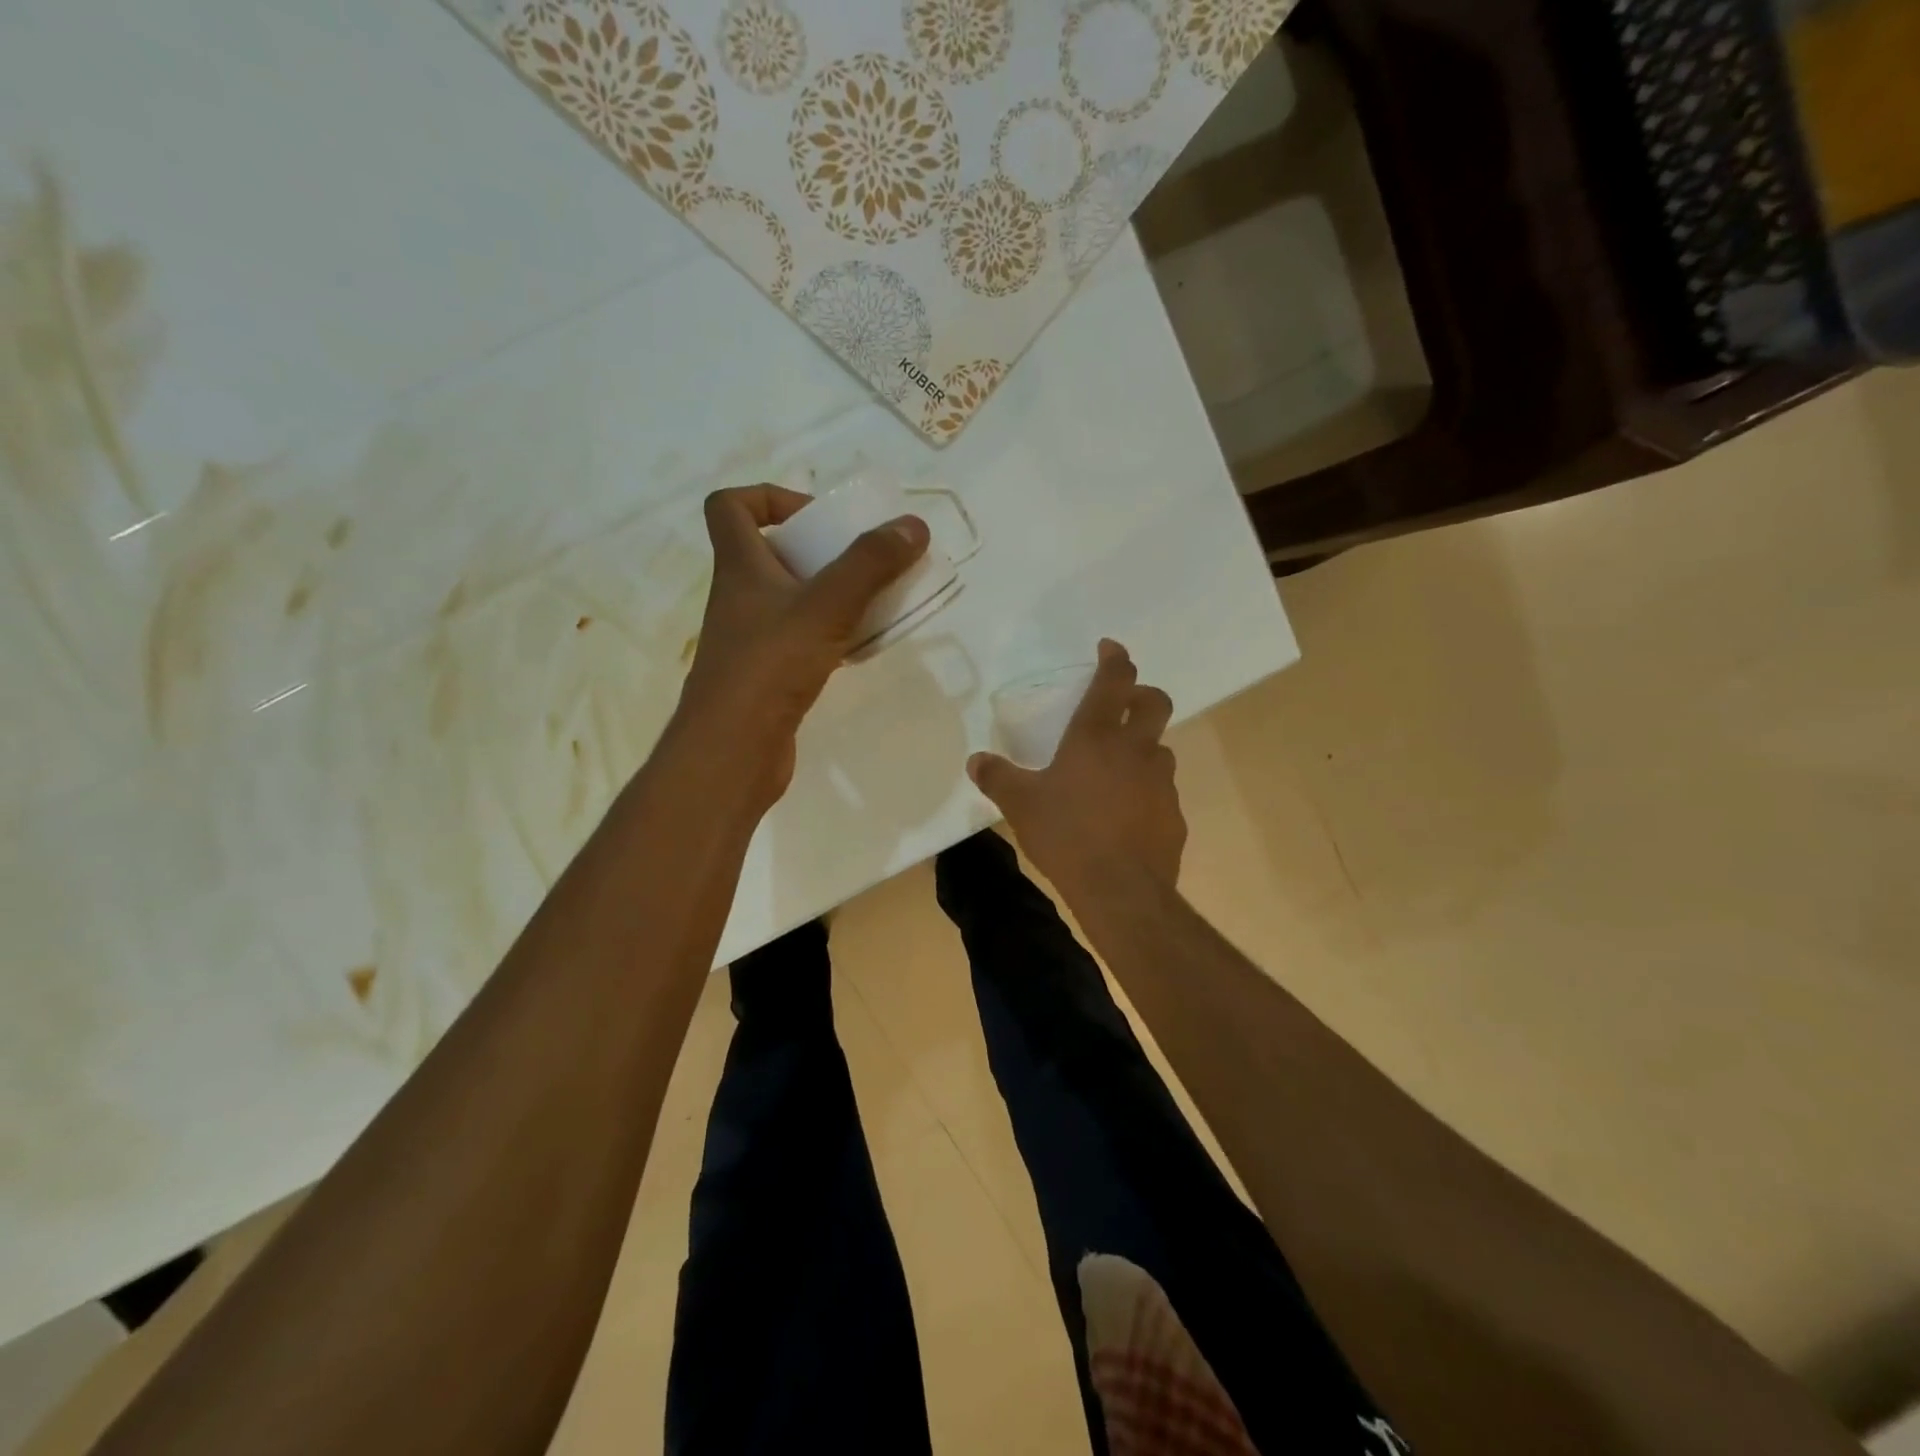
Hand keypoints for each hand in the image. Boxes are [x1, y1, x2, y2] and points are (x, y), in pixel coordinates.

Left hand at [676, 484, 927, 801]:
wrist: (733, 752)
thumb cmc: (770, 667)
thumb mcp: (826, 606)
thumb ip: (870, 564)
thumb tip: (913, 525)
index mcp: (739, 567)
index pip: (730, 506)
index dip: (769, 497)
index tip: (817, 517)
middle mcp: (740, 597)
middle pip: (772, 553)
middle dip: (820, 550)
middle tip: (864, 561)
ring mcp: (752, 640)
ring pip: (792, 600)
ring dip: (832, 594)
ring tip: (875, 601)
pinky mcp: (768, 676)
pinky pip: (803, 640)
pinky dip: (832, 635)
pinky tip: (862, 646)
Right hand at [967, 639, 1185, 901]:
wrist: (1121, 890)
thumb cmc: (1067, 835)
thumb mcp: (1021, 805)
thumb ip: (997, 778)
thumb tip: (975, 761)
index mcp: (1096, 736)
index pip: (1115, 680)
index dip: (1115, 657)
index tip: (1109, 648)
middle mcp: (1136, 749)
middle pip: (1156, 702)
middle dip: (1143, 694)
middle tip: (1125, 703)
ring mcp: (1161, 782)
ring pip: (1160, 749)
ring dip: (1144, 748)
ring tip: (1118, 769)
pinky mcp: (1174, 814)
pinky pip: (1162, 791)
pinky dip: (1147, 791)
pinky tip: (1127, 815)